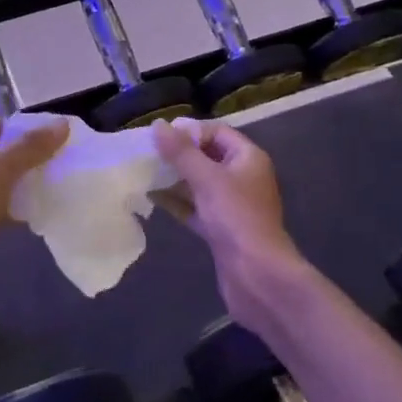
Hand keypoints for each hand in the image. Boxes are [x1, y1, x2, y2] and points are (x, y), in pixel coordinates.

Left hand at [0, 116, 68, 290]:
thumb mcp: (1, 169)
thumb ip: (32, 146)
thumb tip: (62, 124)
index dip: (16, 130)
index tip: (45, 141)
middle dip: (21, 157)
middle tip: (51, 164)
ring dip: (17, 183)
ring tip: (46, 186)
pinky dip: (9, 207)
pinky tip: (31, 214)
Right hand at [153, 121, 305, 334]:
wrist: (257, 275)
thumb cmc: (236, 218)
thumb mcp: (207, 179)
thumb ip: (181, 152)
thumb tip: (158, 125)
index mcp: (248, 159)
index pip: (217, 132)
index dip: (190, 131)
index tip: (160, 136)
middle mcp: (243, 178)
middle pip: (207, 157)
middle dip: (178, 155)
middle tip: (146, 153)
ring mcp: (232, 205)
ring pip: (199, 184)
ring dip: (174, 178)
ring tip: (144, 172)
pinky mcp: (221, 228)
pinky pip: (196, 207)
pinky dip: (177, 202)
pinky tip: (152, 197)